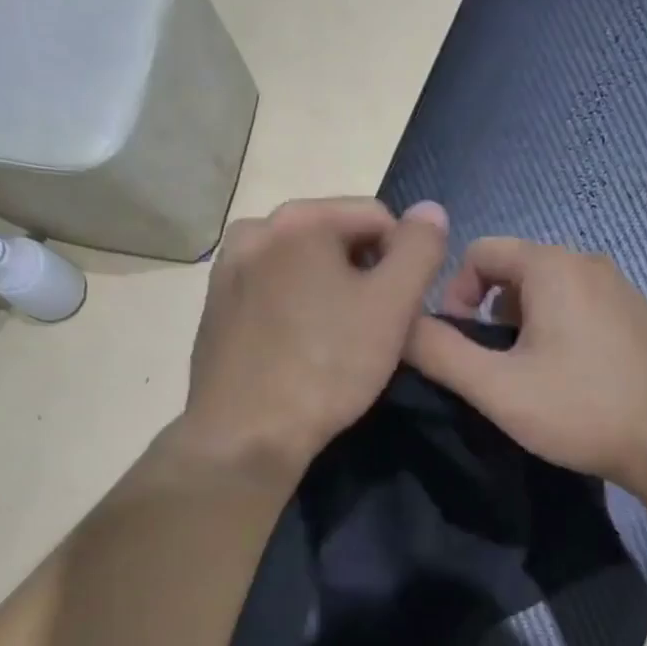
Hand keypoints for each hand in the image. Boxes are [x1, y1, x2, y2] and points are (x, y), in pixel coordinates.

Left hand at [182, 197, 448, 478]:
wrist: (245, 435)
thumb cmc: (326, 367)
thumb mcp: (392, 306)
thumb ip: (420, 250)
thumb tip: (430, 211)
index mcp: (299, 219)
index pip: (377, 216)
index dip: (403, 260)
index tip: (404, 309)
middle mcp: (255, 230)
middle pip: (336, 239)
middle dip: (365, 276)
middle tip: (376, 330)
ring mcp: (227, 270)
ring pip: (304, 269)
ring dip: (332, 295)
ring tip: (341, 344)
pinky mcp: (215, 308)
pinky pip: (274, 295)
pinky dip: (298, 312)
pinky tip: (303, 353)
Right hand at [403, 238, 646, 500]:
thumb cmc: (580, 411)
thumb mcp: (497, 388)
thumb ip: (440, 352)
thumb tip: (400, 325)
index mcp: (553, 266)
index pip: (481, 252)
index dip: (455, 293)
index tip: (459, 343)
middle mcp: (591, 263)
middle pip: (517, 271)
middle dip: (492, 313)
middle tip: (494, 367)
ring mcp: (625, 289)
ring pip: (554, 292)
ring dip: (528, 325)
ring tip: (532, 377)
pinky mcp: (645, 318)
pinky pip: (587, 310)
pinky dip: (566, 332)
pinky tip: (576, 380)